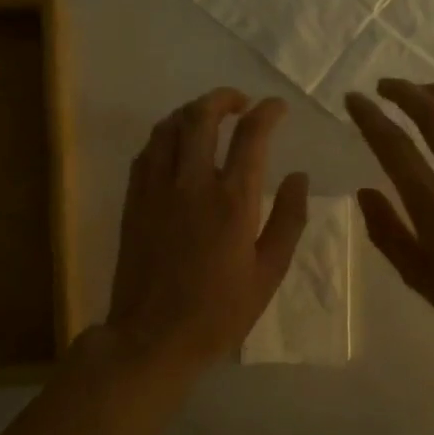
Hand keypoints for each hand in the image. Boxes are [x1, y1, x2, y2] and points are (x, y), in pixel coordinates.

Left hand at [107, 88, 308, 372]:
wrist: (153, 336)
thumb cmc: (219, 311)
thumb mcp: (269, 273)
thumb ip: (288, 219)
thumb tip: (300, 176)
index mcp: (233, 201)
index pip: (251, 135)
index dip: (267, 112)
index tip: (277, 107)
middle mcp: (192, 183)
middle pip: (202, 116)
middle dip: (223, 98)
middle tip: (240, 102)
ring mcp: (156, 189)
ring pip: (169, 127)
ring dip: (191, 112)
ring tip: (208, 117)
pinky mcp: (133, 200)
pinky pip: (147, 151)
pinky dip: (165, 136)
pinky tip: (175, 145)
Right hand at [345, 79, 433, 355]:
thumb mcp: (421, 278)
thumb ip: (388, 233)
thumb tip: (365, 193)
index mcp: (433, 204)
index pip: (393, 146)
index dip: (369, 117)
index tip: (354, 100)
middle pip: (432, 114)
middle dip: (404, 92)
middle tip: (385, 87)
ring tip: (424, 91)